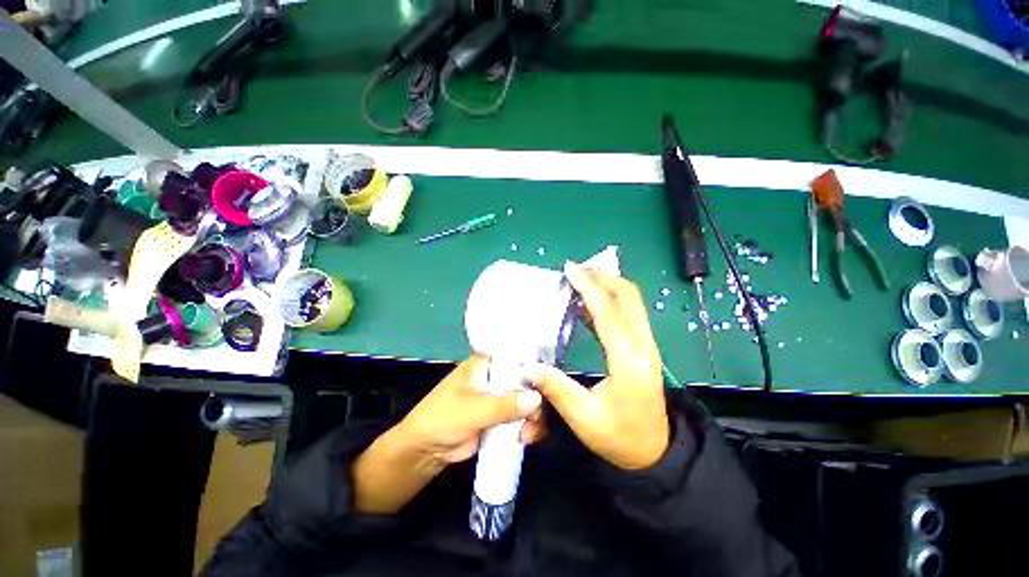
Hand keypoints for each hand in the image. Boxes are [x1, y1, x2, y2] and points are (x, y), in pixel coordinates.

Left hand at [353, 355, 545, 513]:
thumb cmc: (442, 418)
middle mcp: (496, 375)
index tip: (550, 378)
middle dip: (536, 396)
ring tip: (528, 434)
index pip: (515, 353)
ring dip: (534, 415)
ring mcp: (500, 395)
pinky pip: (523, 416)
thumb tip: (537, 400)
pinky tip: (527, 438)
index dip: (534, 362)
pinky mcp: (502, 415)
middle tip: (536, 416)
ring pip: (528, 398)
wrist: (426, 451)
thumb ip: (504, 405)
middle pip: (527, 378)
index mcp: (485, 362)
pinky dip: (529, 425)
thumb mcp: (473, 410)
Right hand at [527, 262, 668, 469]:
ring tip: (580, 280)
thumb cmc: (619, 438)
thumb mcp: (584, 418)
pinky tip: (588, 304)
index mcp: (628, 361)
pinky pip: (628, 313)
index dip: (588, 287)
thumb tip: (528, 368)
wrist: (654, 453)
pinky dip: (610, 300)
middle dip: (602, 277)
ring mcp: (646, 345)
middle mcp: (643, 346)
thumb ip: (556, 389)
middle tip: (575, 270)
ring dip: (607, 285)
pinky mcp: (643, 348)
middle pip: (628, 296)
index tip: (570, 269)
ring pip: (631, 302)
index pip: (608, 312)